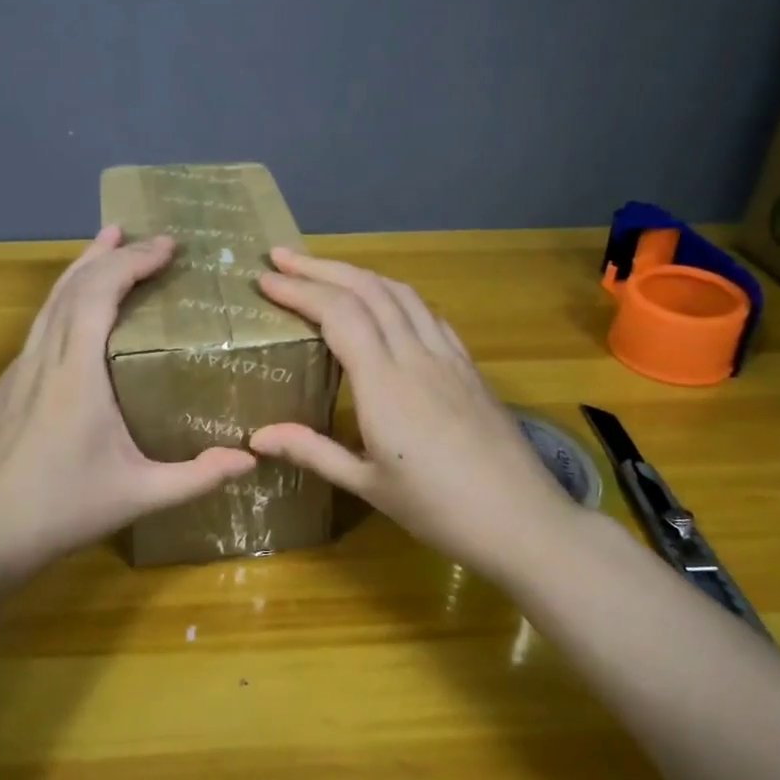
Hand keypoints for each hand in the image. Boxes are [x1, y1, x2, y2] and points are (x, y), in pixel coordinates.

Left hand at [0, 227, 256, 577]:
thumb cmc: (62, 512)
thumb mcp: (139, 495)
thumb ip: (196, 478)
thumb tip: (251, 460)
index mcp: (76, 374)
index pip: (100, 295)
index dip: (133, 262)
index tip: (167, 246)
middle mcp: (42, 360)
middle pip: (71, 287)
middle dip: (108, 254)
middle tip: (139, 236)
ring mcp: (15, 373)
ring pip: (48, 305)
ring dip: (79, 272)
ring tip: (104, 248)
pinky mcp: (1, 391)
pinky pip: (36, 331)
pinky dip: (61, 305)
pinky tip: (73, 321)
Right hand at [248, 248, 588, 578]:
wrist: (522, 520)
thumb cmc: (438, 509)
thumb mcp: (367, 484)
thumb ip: (313, 451)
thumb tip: (257, 436)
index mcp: (384, 383)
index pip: (338, 314)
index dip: (299, 290)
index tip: (265, 280)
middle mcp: (416, 355)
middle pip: (367, 289)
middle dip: (321, 268)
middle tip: (283, 258)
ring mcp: (447, 356)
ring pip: (400, 293)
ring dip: (359, 273)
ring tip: (326, 271)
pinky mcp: (468, 365)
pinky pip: (428, 313)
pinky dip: (396, 295)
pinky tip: (386, 305)